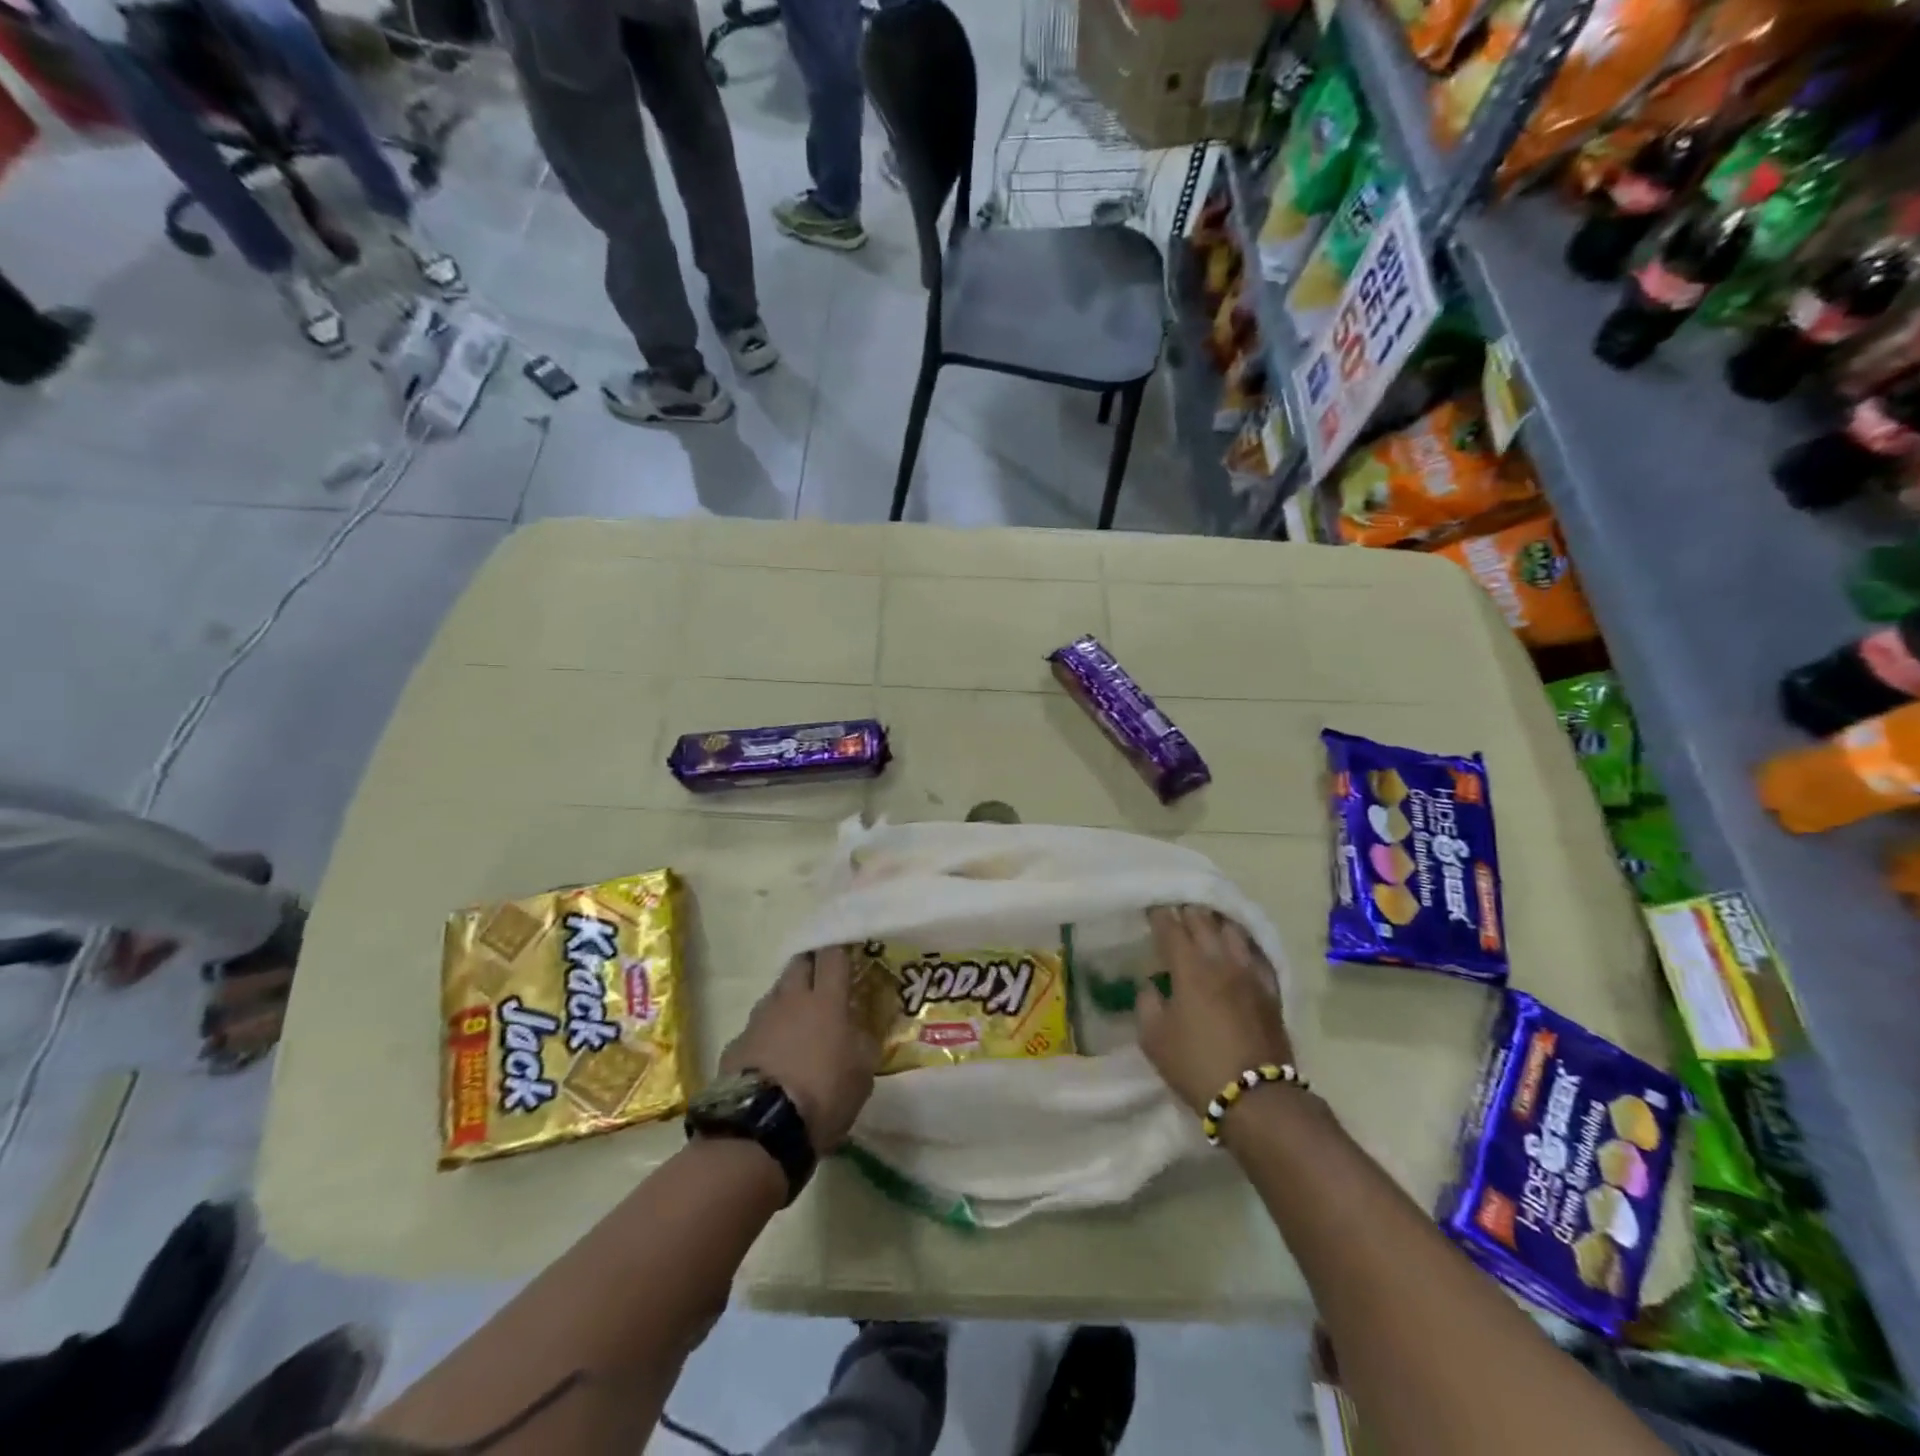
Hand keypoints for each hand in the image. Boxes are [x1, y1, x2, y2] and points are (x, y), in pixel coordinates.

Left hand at [720, 945, 879, 1152]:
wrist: (760, 1129)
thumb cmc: (822, 1096)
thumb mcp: (862, 1075)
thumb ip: (862, 1045)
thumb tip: (858, 1032)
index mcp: (826, 1001)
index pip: (833, 956)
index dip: (840, 953)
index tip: (847, 959)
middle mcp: (791, 1000)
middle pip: (799, 964)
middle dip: (810, 967)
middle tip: (821, 983)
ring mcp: (758, 1019)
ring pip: (775, 994)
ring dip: (787, 1001)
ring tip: (796, 1025)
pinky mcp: (735, 1043)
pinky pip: (754, 1028)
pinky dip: (765, 1035)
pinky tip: (770, 1058)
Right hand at [1138, 906, 1293, 1116]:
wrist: (1256, 1099)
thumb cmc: (1195, 1065)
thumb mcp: (1153, 1038)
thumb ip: (1147, 1003)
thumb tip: (1153, 985)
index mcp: (1189, 967)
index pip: (1171, 928)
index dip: (1159, 915)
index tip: (1152, 907)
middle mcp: (1221, 960)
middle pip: (1204, 921)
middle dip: (1188, 911)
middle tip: (1176, 909)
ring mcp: (1251, 973)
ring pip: (1234, 931)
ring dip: (1217, 921)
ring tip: (1208, 920)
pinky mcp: (1271, 990)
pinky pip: (1256, 954)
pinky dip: (1243, 943)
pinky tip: (1239, 946)